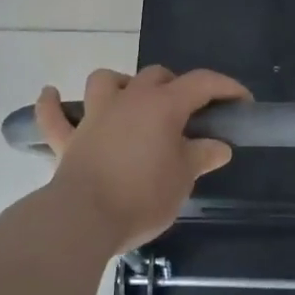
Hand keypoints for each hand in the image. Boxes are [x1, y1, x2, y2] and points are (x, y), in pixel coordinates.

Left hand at [36, 65, 251, 253]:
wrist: (84, 218)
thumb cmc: (142, 196)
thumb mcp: (183, 179)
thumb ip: (201, 156)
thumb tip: (218, 146)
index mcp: (163, 106)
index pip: (201, 83)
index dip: (226, 88)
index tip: (243, 103)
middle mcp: (129, 99)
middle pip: (155, 76)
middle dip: (175, 86)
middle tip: (189, 114)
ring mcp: (94, 116)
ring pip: (105, 80)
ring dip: (119, 84)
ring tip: (129, 100)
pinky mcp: (68, 140)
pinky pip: (53, 116)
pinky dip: (52, 104)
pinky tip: (51, 94)